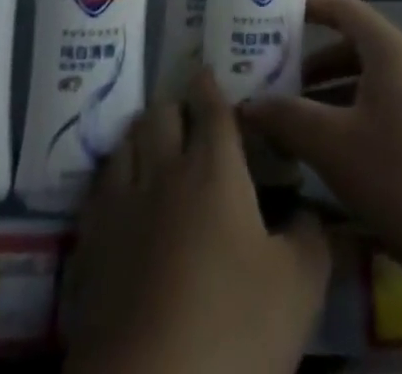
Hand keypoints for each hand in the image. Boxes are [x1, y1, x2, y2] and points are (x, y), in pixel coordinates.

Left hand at [64, 68, 330, 373]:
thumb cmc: (232, 329)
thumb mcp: (298, 289)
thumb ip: (312, 239)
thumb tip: (310, 212)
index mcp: (214, 168)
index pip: (211, 106)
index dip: (210, 85)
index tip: (210, 73)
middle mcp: (163, 170)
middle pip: (161, 113)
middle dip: (175, 106)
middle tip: (188, 117)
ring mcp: (120, 204)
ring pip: (125, 143)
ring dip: (141, 135)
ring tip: (152, 145)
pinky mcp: (90, 243)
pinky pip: (98, 189)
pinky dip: (112, 179)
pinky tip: (120, 195)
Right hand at [239, 0, 401, 291]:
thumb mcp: (334, 147)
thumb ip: (287, 118)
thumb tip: (247, 103)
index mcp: (390, 50)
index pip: (343, 7)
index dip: (308, 6)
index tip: (271, 17)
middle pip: (353, 44)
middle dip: (311, 59)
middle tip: (272, 75)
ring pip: (368, 81)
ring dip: (330, 92)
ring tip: (292, 117)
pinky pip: (385, 108)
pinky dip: (353, 115)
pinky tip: (331, 152)